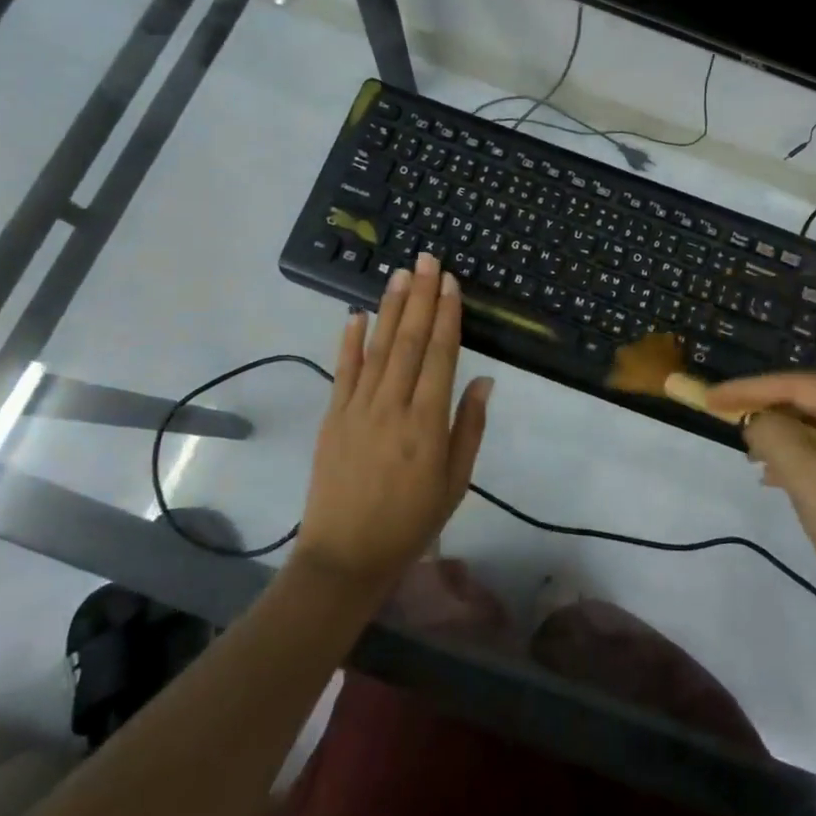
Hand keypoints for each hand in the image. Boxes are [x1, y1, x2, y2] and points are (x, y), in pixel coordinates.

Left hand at [296, 253, 493, 596]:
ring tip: (400, 274)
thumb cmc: (411, 521)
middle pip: (409, 341)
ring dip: (390, 308)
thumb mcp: (455, 481)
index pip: (440, 355)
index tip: (450, 283)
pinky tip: (355, 314)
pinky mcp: (332, 417)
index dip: (447, 316)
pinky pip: (343, 371)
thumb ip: (469, 426)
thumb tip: (484, 378)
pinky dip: (350, 341)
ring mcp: (357, 409)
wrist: (345, 557)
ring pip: (378, 348)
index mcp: (427, 423)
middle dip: (421, 297)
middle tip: (427, 258)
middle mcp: (392, 406)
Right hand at [705, 373, 815, 642]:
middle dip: (767, 412)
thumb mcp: (812, 482)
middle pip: (812, 402)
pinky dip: (803, 458)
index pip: (799, 385)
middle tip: (725, 421)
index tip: (711, 399)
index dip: (750, 389)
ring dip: (783, 438)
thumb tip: (757, 420)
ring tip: (749, 454)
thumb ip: (776, 437)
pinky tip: (778, 477)